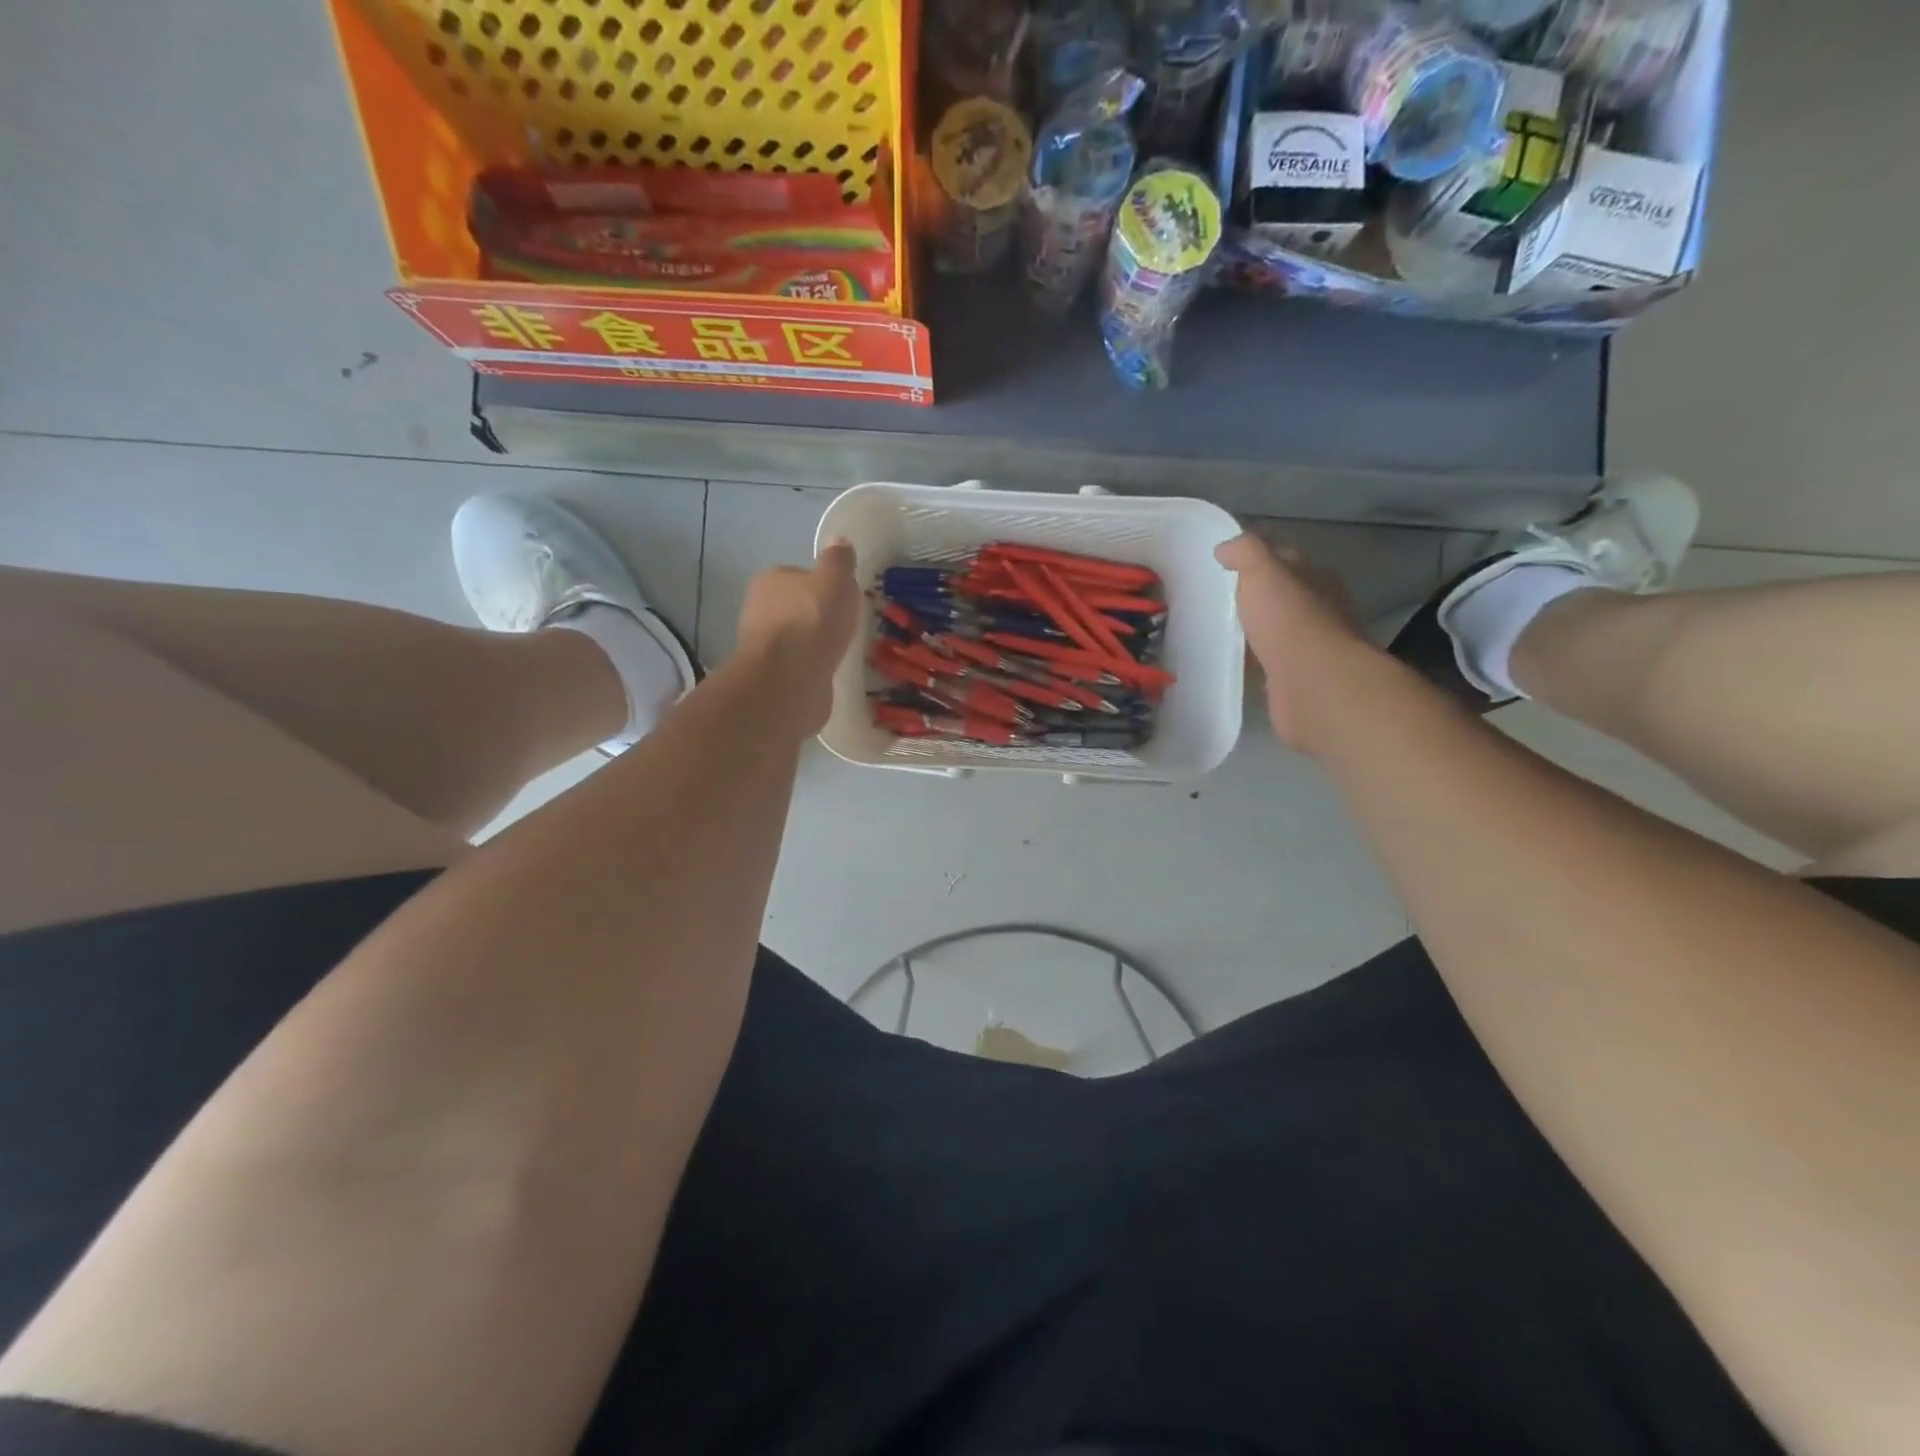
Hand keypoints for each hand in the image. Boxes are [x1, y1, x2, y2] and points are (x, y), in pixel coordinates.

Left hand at [735, 538, 860, 734]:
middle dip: (818, 616)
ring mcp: (764, 646)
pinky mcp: (772, 677)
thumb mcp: (834, 579)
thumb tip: (839, 541)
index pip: (799, 576)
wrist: (789, 678)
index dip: (823, 585)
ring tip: (841, 651)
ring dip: (815, 644)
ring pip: (796, 639)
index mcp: (770, 580)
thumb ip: (838, 560)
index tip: (844, 599)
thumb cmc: (812, 620)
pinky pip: (798, 666)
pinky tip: (829, 673)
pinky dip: (812, 667)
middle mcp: (759, 610)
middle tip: (846, 626)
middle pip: (796, 607)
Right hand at [1214, 533, 1377, 751]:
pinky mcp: (1297, 680)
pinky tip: (1232, 664)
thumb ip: (1246, 553)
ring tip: (1217, 633)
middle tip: (1216, 601)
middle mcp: (1321, 610)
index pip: (1286, 560)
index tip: (1224, 566)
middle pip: (1283, 597)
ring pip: (1276, 632)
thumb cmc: (1290, 620)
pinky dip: (1254, 663)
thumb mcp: (1264, 571)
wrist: (1313, 683)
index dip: (1258, 559)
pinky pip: (1270, 665)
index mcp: (1317, 579)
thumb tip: (1225, 548)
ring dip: (1254, 633)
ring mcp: (1311, 648)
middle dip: (1256, 598)